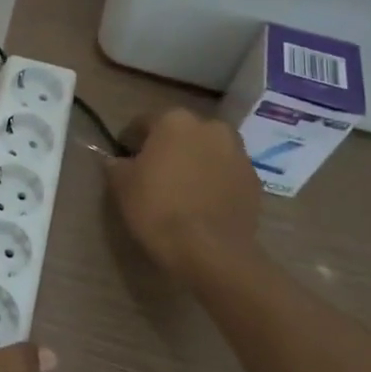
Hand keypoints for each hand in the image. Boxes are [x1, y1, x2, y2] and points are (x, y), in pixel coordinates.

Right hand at [105, 108, 262, 287]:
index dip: (130, 141)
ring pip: (207, 151)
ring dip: (194, 161)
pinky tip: (202, 202)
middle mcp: (210, 127)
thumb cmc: (158, 208)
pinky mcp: (254, 180)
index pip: (144, 123)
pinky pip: (226, 173)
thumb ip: (116, 164)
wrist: (210, 251)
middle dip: (167, 147)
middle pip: (181, 133)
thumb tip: (117, 160)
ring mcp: (237, 153)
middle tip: (154, 173)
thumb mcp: (121, 184)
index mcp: (174, 120)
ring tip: (181, 188)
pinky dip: (214, 180)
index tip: (123, 159)